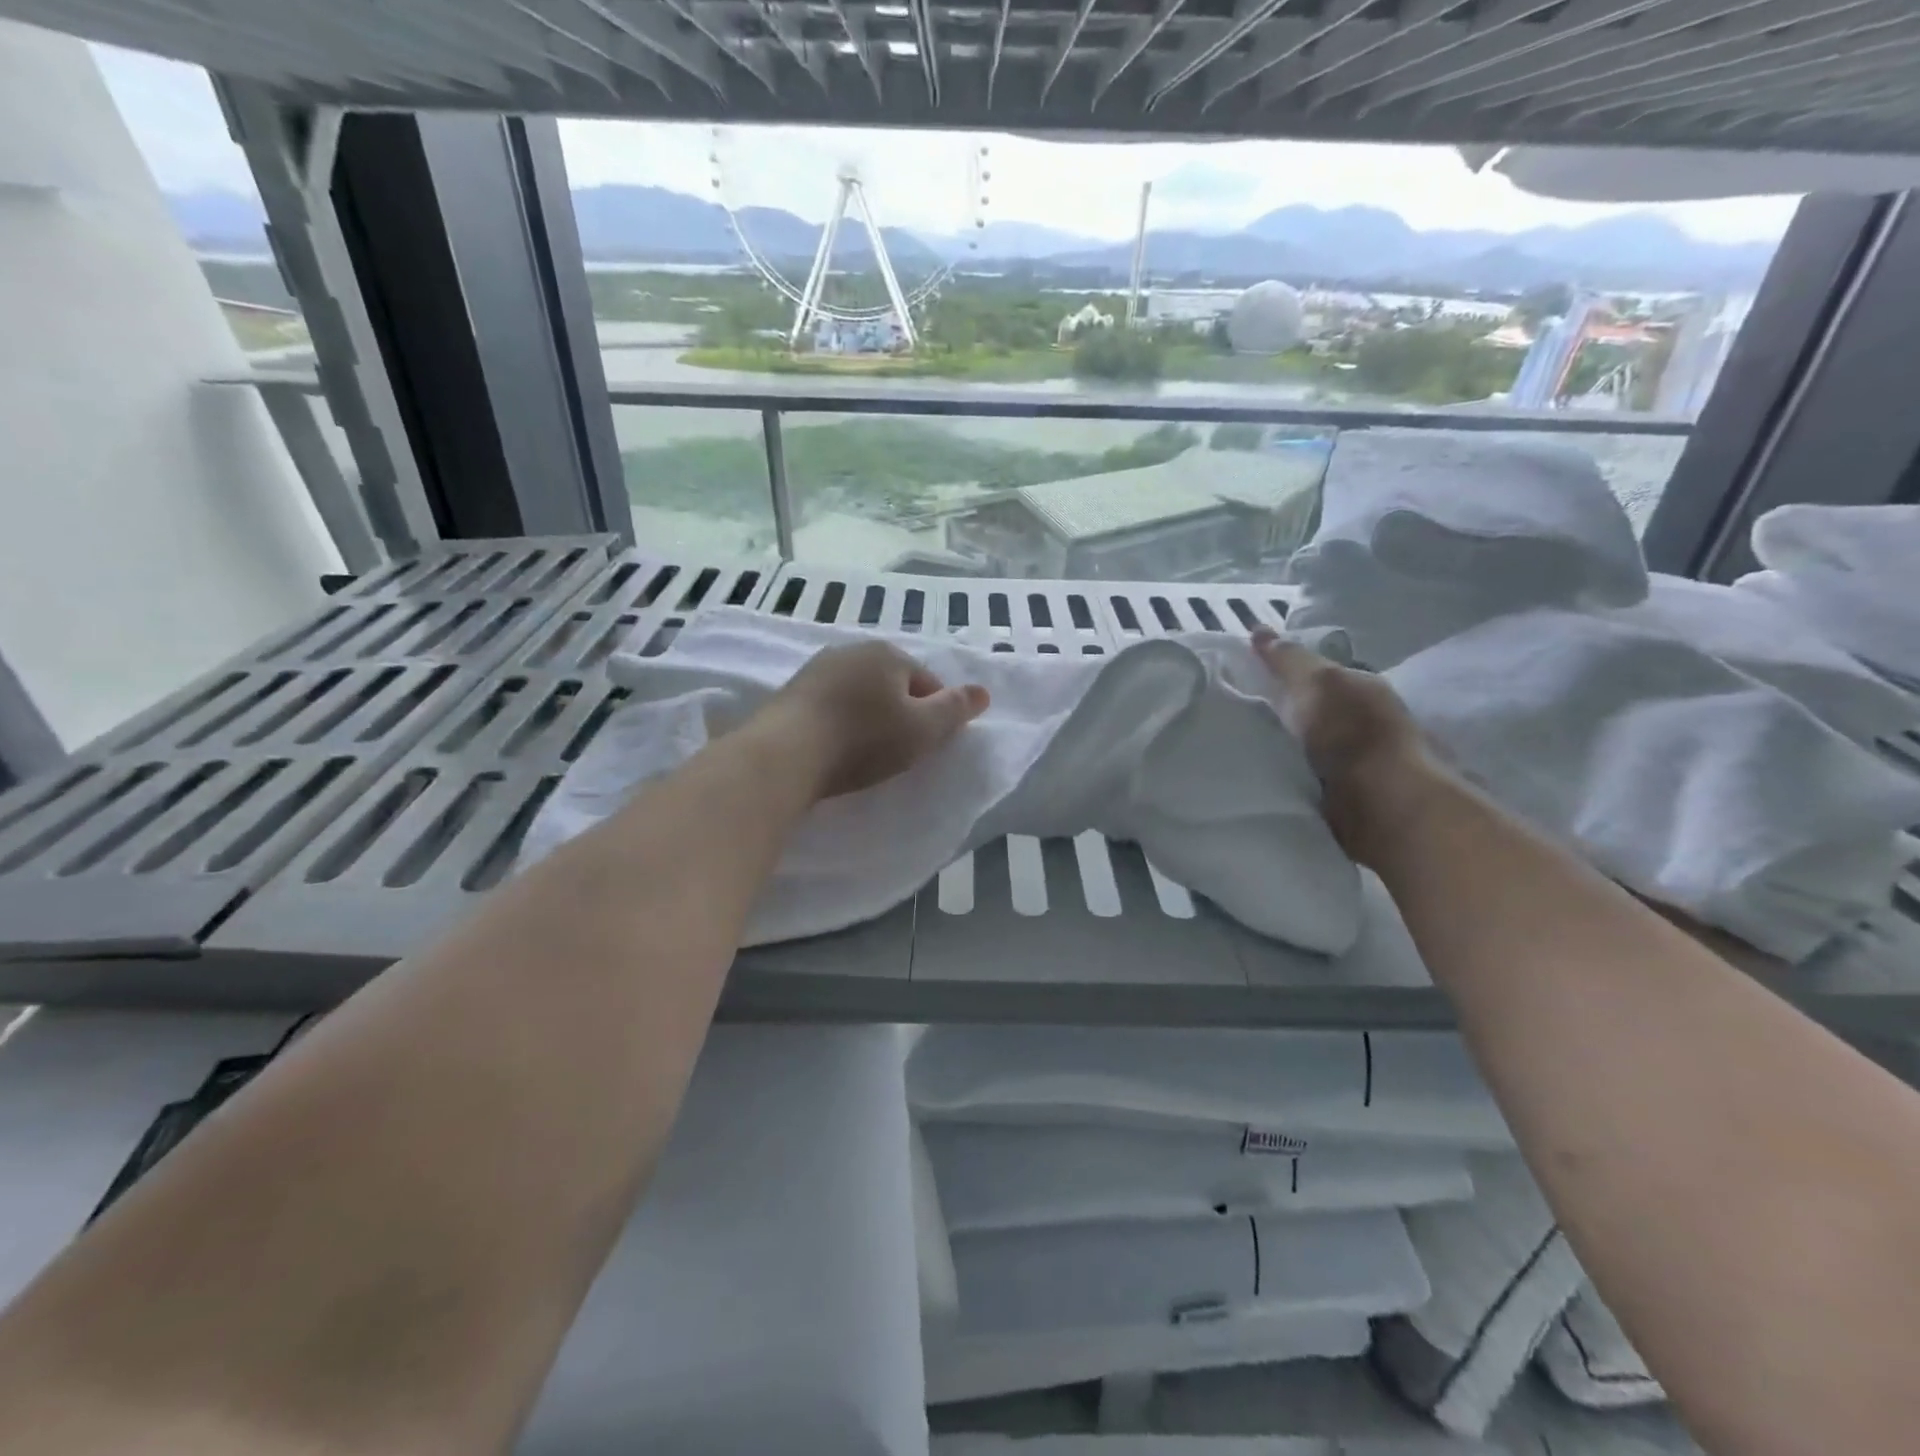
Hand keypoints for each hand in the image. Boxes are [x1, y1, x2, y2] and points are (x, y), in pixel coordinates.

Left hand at [761, 641, 989, 800]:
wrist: (785, 755)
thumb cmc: (863, 740)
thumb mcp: (923, 730)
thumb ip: (956, 710)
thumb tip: (983, 691)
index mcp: (888, 653)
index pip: (928, 682)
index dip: (934, 715)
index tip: (925, 746)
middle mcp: (851, 649)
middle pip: (892, 684)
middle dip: (899, 713)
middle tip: (897, 752)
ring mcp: (816, 668)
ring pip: (859, 693)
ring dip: (867, 717)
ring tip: (864, 753)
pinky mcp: (790, 691)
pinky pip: (830, 705)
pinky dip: (839, 723)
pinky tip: (834, 748)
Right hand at [1251, 626, 1447, 865]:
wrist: (1384, 804)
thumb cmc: (1352, 732)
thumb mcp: (1315, 682)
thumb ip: (1288, 660)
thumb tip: (1259, 629)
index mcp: (1362, 689)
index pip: (1319, 675)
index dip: (1285, 674)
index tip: (1248, 680)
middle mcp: (1365, 722)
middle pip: (1314, 712)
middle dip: (1282, 713)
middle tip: (1235, 716)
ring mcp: (1360, 764)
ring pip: (1310, 748)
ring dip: (1285, 749)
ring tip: (1241, 751)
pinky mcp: (1348, 800)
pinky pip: (1307, 780)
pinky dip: (1289, 777)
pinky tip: (1263, 779)